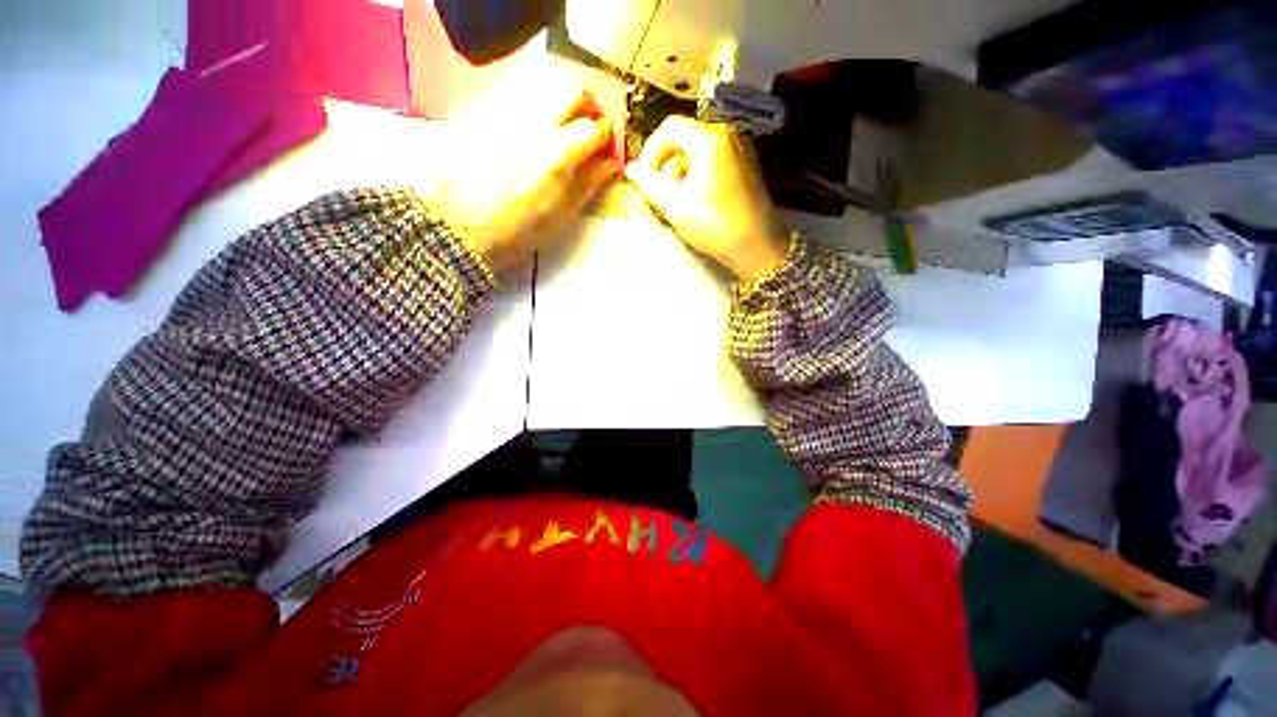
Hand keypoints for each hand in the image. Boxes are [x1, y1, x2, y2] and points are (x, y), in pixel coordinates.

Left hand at [426, 75, 617, 274]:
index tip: (606, 145)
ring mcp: (507, 114)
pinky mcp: (484, 115)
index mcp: (559, 153)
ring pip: (543, 89)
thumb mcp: (562, 214)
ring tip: (560, 129)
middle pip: (571, 91)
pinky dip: (534, 108)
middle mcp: (535, 124)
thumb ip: (589, 184)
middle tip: (587, 126)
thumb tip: (610, 163)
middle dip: (587, 106)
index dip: (606, 135)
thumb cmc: (519, 230)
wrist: (463, 228)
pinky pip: (517, 98)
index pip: (594, 127)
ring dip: (560, 104)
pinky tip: (530, 133)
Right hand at [625, 116, 789, 281]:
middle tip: (661, 195)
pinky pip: (713, 160)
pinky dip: (698, 175)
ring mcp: (740, 149)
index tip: (645, 179)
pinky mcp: (746, 165)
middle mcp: (727, 134)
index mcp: (709, 139)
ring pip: (698, 151)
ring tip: (679, 203)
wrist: (758, 246)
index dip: (650, 151)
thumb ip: (648, 184)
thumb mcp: (675, 205)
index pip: (669, 129)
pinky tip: (697, 201)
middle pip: (684, 138)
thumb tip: (631, 169)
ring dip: (681, 173)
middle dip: (666, 165)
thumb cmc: (715, 225)